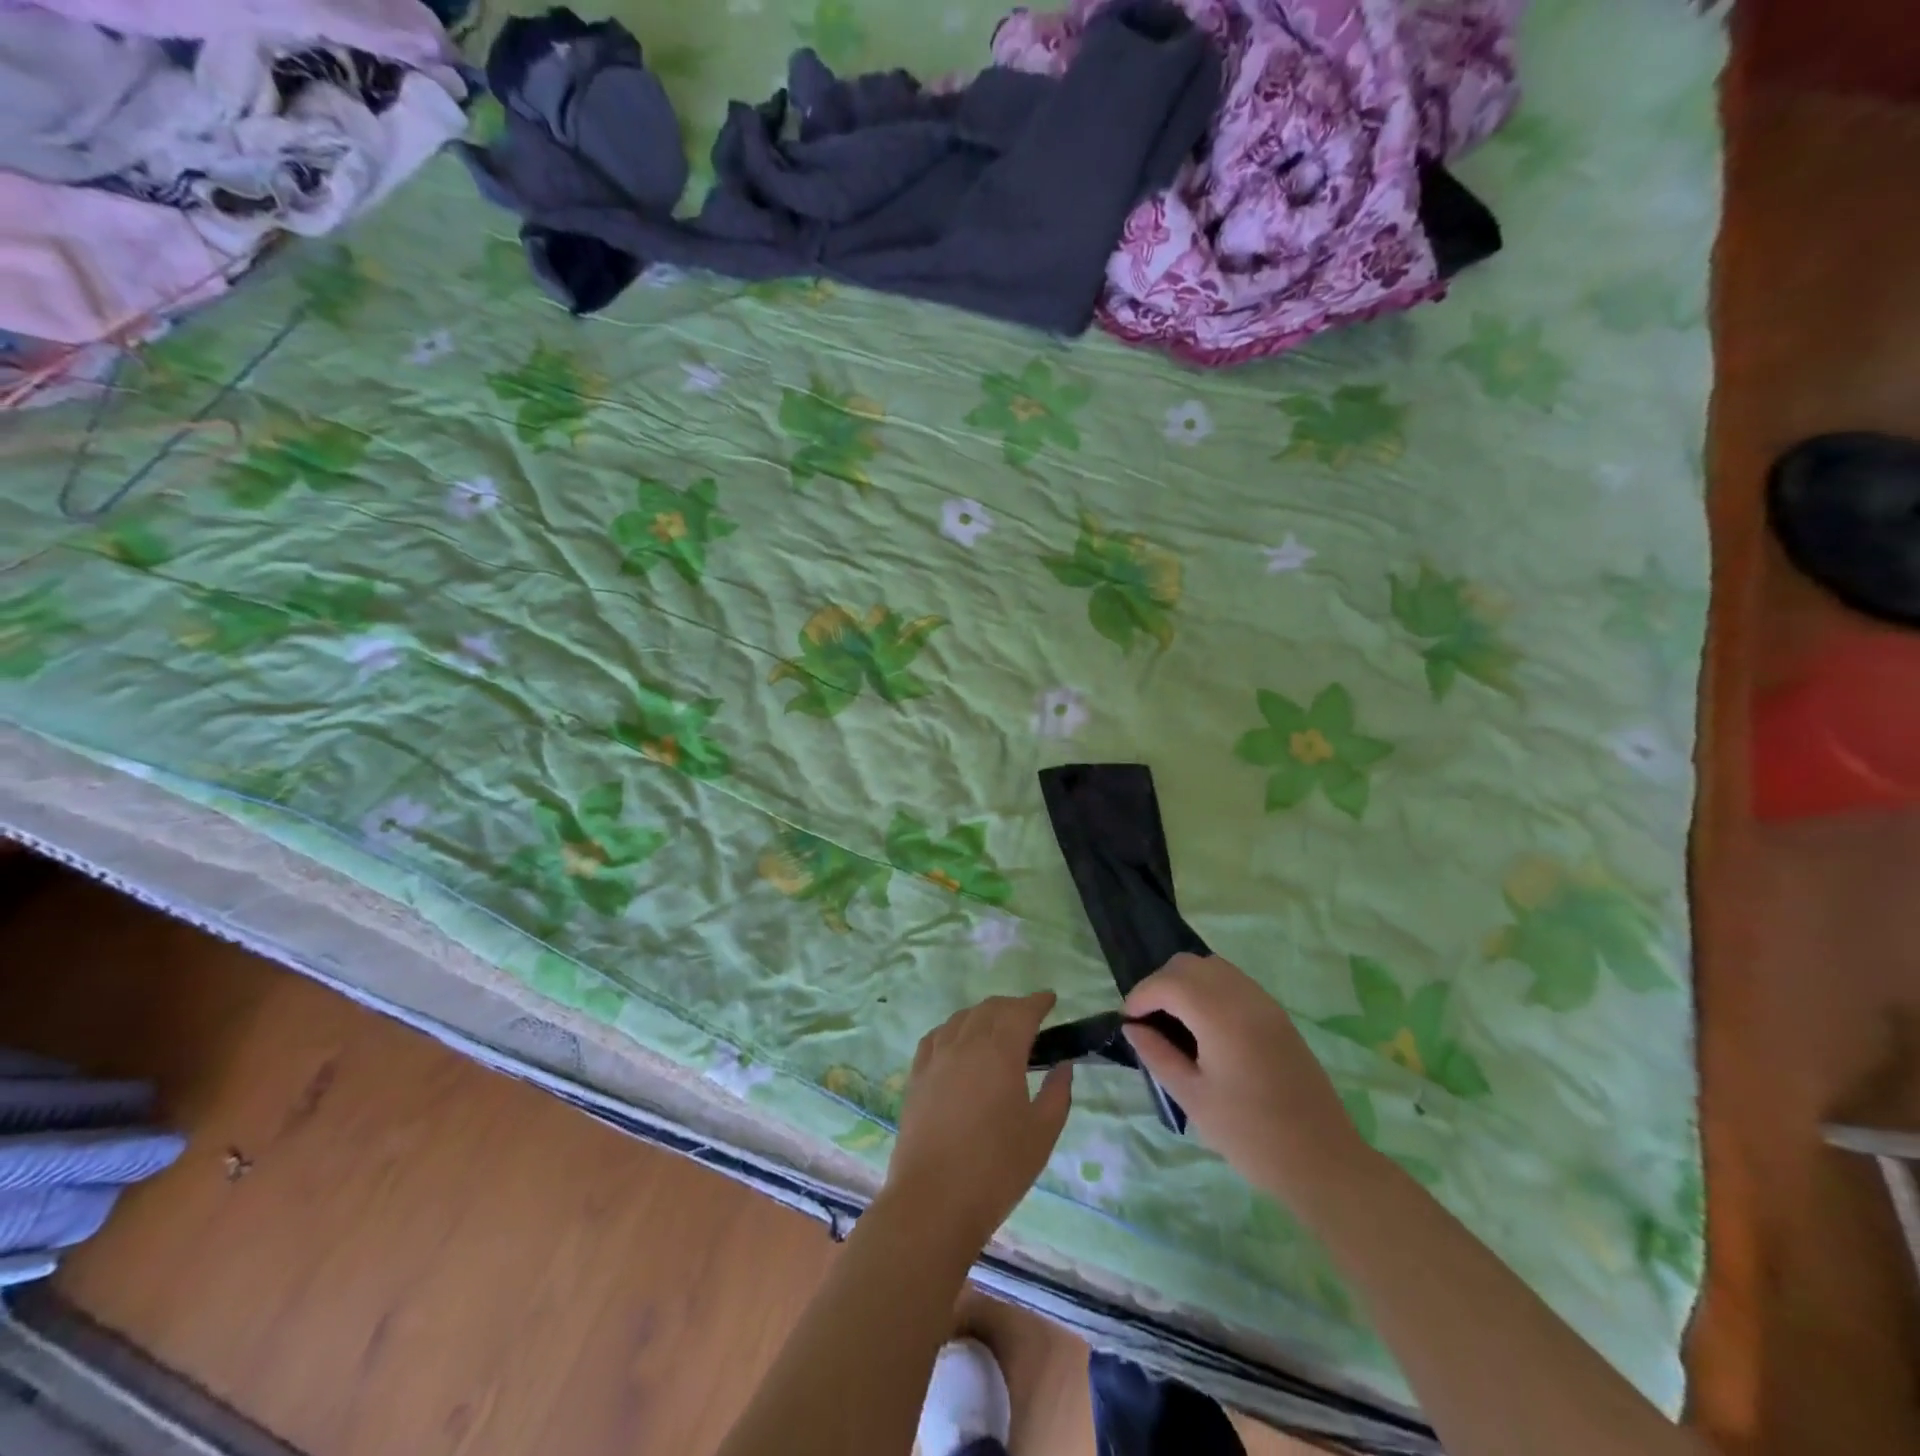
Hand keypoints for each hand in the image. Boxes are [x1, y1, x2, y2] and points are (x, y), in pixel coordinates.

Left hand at [882, 993, 1073, 1253]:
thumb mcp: (1041, 1134)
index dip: (1038, 1002)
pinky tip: (959, 1042)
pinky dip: (954, 1029)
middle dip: (1013, 1006)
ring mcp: (936, 1056)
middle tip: (1030, 1018)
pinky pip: (937, 1035)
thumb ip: (1057, 1093)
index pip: (1022, 1012)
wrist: (933, 1200)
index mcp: (1000, 1051)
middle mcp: (966, 1043)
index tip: (1051, 1000)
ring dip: (984, 1014)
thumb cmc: (997, 1169)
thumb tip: (1063, 1066)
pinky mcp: (917, 1074)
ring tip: (997, 1028)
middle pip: (991, 1008)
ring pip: (962, 1017)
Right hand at [1124, 954, 1367, 1206]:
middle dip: (1161, 984)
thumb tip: (1132, 1027)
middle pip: (1188, 965)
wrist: (1324, 1161)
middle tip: (1149, 1021)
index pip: (1168, 982)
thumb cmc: (1251, 1135)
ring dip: (1186, 984)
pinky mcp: (1278, 1016)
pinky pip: (1234, 983)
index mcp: (1220, 1015)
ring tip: (1175, 1022)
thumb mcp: (1193, 1097)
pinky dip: (1209, 990)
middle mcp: (1243, 997)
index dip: (1140, 996)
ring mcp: (1265, 1004)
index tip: (1129, 1022)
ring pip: (1212, 968)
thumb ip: (1158, 1055)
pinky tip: (1205, 1027)